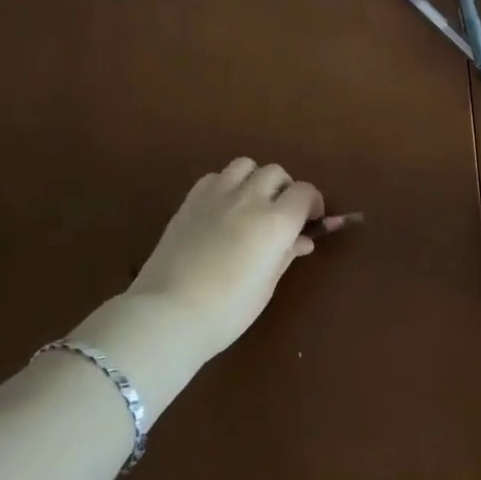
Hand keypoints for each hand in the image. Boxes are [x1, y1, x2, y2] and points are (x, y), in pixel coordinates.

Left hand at [69, 159, 322, 423]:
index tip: (311, 221)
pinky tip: (222, 208)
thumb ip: (287, 254)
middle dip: (285, 189)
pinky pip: (215, 176)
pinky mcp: (190, 200)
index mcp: (276, 221)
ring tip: (252, 203)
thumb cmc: (228, 310)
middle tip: (282, 214)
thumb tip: (303, 240)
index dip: (313, 203)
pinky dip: (226, 184)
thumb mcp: (267, 285)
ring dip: (255, 179)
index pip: (305, 192)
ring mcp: (216, 195)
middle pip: (276, 173)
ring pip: (245, 165)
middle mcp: (250, 199)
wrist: (167, 314)